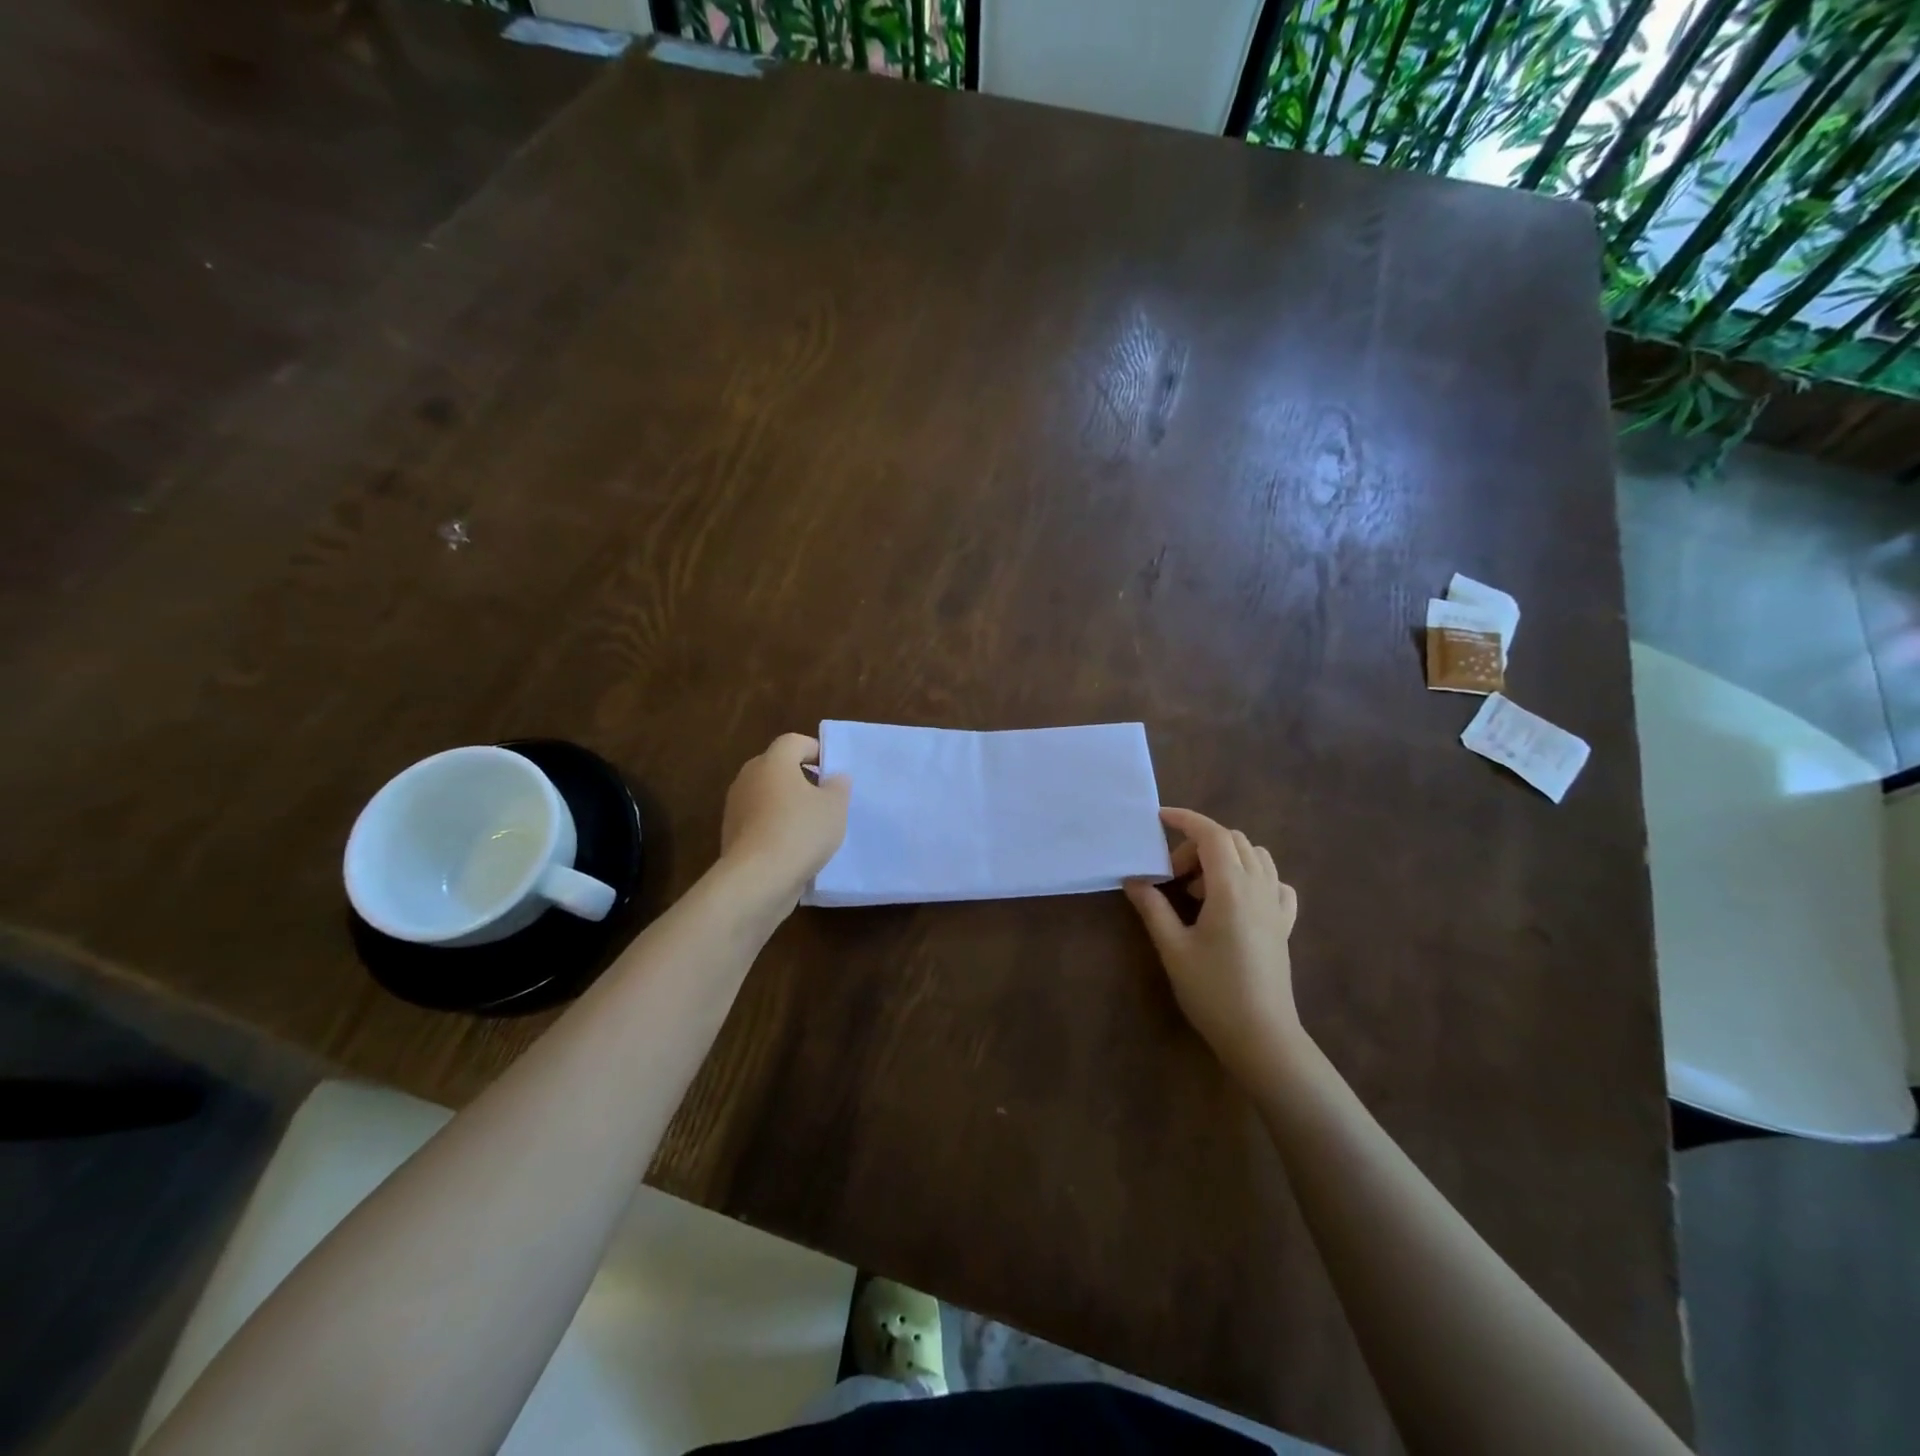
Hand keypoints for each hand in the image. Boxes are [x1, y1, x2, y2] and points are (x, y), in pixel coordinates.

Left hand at [720, 734, 850, 905]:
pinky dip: (775, 828)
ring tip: (811, 827)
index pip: (794, 742)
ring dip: (787, 805)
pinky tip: (793, 848)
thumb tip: (834, 777)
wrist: (758, 879)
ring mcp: (736, 807)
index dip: (816, 751)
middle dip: (801, 779)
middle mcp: (749, 777)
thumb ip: (838, 786)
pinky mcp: (731, 834)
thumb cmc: (801, 831)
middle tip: (825, 799)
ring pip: (767, 796)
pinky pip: (759, 821)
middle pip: (778, 768)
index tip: (833, 772)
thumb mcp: (835, 807)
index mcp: (773, 762)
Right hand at [1125, 808, 1303, 1090]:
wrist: (1262, 1037)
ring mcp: (1277, 905)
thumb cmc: (1213, 991)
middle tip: (1170, 876)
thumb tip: (1133, 878)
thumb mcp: (1173, 948)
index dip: (1185, 819)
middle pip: (1232, 841)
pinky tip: (1236, 900)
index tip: (1159, 818)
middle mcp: (1259, 887)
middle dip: (1198, 845)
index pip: (1211, 835)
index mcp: (1231, 888)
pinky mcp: (1284, 924)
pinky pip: (1275, 882)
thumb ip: (1152, 907)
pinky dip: (1253, 876)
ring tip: (1200, 889)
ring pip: (1256, 855)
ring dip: (1225, 857)